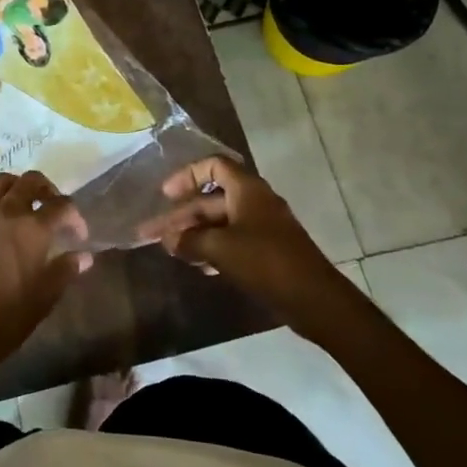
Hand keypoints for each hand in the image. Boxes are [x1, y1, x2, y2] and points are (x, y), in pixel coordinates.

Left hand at [0, 172, 91, 365]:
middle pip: (31, 181)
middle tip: (52, 208)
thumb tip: (83, 256)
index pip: (63, 206)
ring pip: (1, 182)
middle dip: (47, 190)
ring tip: (23, 204)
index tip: (78, 235)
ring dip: (17, 187)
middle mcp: (7, 212)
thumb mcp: (44, 297)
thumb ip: (65, 270)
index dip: (76, 217)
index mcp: (33, 229)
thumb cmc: (6, 317)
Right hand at [139, 156, 347, 314]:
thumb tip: (168, 239)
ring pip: (219, 224)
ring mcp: (263, 228)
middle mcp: (255, 203)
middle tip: (151, 235)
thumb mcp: (220, 248)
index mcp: (247, 190)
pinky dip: (211, 249)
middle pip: (211, 200)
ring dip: (194, 235)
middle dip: (181, 217)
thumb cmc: (265, 262)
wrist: (314, 300)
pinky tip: (197, 266)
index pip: (213, 166)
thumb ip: (189, 240)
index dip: (187, 176)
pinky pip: (232, 242)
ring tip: (170, 251)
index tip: (165, 195)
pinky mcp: (267, 252)